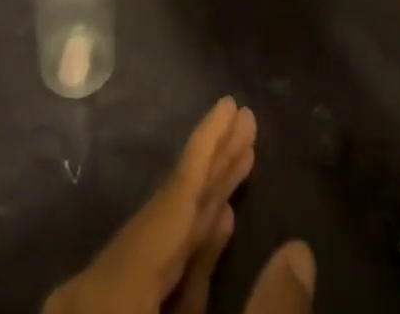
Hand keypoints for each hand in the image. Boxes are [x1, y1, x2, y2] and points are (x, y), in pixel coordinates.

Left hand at [43, 98, 313, 313]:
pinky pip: (154, 286)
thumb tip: (300, 252)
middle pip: (164, 217)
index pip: (170, 203)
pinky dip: (188, 258)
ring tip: (239, 161)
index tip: (231, 106)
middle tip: (245, 123)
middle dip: (210, 169)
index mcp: (110, 294)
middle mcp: (99, 294)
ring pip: (160, 250)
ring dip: (202, 210)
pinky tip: (216, 232)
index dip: (205, 150)